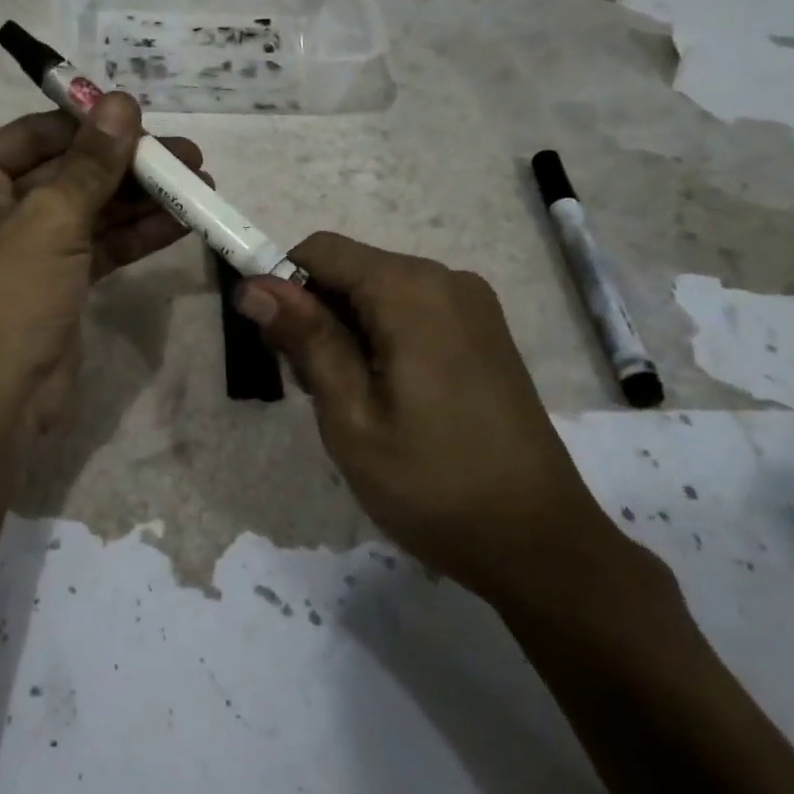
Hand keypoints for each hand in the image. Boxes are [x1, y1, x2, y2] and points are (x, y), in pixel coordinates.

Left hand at [0, 93, 200, 434]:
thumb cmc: (3, 298)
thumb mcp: (49, 220)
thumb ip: (91, 162)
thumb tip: (121, 100)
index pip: (37, 133)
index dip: (93, 124)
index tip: (148, 117)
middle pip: (68, 170)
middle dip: (128, 165)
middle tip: (190, 156)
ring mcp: (22, 248)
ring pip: (88, 210)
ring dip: (141, 199)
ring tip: (201, 183)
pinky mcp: (51, 283)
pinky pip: (96, 246)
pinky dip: (135, 235)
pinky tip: (181, 221)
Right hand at [236, 233, 620, 602]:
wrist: (540, 544)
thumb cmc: (433, 484)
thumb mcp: (351, 416)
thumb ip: (305, 340)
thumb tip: (253, 286)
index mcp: (411, 291)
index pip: (320, 250)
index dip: (281, 284)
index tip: (271, 343)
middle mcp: (445, 280)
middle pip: (351, 269)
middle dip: (315, 314)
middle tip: (311, 389)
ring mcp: (472, 305)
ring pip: (378, 292)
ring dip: (346, 331)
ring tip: (349, 403)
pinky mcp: (484, 332)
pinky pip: (412, 311)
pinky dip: (381, 338)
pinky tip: (387, 396)